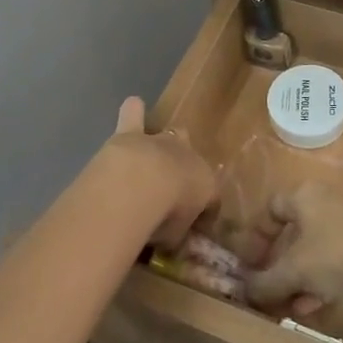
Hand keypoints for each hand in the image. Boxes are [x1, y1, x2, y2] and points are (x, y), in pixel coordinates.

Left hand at [92, 97, 218, 249]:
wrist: (142, 183)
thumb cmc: (166, 215)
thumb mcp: (174, 235)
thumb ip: (172, 232)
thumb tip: (167, 237)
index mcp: (205, 184)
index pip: (210, 194)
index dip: (202, 207)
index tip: (193, 222)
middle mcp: (187, 157)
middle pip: (192, 158)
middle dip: (185, 167)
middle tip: (172, 185)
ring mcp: (161, 143)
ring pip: (171, 133)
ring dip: (164, 140)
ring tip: (160, 145)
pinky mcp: (132, 134)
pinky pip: (135, 114)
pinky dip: (134, 111)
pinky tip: (133, 104)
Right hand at [243, 185, 342, 315]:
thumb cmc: (336, 255)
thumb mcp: (294, 271)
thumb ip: (266, 282)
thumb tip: (245, 291)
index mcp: (304, 196)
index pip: (271, 208)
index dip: (257, 237)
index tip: (251, 264)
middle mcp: (325, 202)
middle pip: (292, 233)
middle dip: (278, 266)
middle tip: (269, 290)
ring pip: (313, 250)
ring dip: (298, 279)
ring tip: (288, 307)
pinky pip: (333, 260)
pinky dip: (319, 281)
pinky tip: (311, 307)